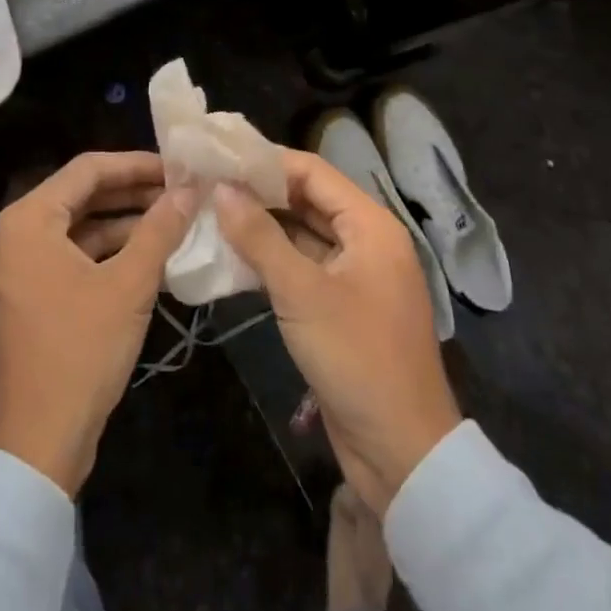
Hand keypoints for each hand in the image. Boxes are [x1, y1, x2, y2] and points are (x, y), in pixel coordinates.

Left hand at [0, 151, 201, 495]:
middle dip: (132, 192)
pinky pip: (70, 254)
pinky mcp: (29, 293)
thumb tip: (189, 188)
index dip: (136, 164)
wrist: (39, 443)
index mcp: (28, 220)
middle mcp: (15, 234)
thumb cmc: (81, 352)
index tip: (178, 167)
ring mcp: (19, 266)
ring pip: (78, 226)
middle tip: (180, 191)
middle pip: (81, 195)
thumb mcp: (129, 285)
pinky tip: (147, 252)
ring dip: (123, 221)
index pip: (87, 169)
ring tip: (173, 218)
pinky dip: (107, 250)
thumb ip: (159, 229)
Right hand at [214, 149, 461, 515]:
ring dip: (263, 226)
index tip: (221, 158)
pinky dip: (272, 258)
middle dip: (261, 192)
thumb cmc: (357, 358)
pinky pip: (303, 267)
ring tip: (211, 212)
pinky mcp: (342, 306)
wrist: (401, 452)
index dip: (267, 162)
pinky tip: (233, 255)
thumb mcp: (302, 293)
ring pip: (303, 234)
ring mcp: (355, 275)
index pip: (313, 172)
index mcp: (371, 225)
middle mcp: (366, 241)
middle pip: (308, 200)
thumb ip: (260, 237)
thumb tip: (222, 189)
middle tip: (208, 184)